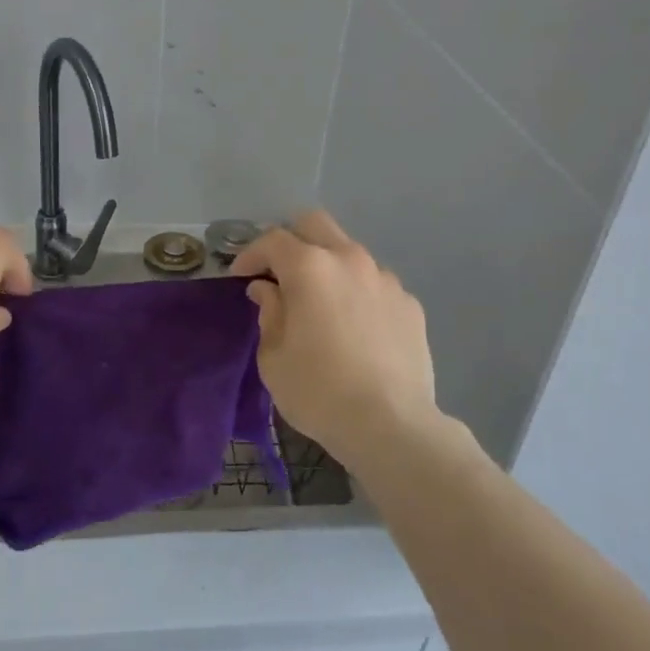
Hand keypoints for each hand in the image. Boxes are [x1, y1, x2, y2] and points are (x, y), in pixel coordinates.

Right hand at [231, 210, 440, 467]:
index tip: (240, 277)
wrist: (392, 426)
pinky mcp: (409, 303)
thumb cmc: (319, 391)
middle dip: (291, 240)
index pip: (272, 240)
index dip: (250, 254)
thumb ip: (268, 313)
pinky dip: (357, 293)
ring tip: (321, 304)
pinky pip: (375, 284)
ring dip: (328, 266)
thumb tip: (268, 290)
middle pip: (315, 224)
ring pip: (349, 252)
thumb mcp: (273, 358)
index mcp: (310, 267)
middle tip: (279, 273)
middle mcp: (349, 259)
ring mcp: (385, 279)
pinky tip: (355, 328)